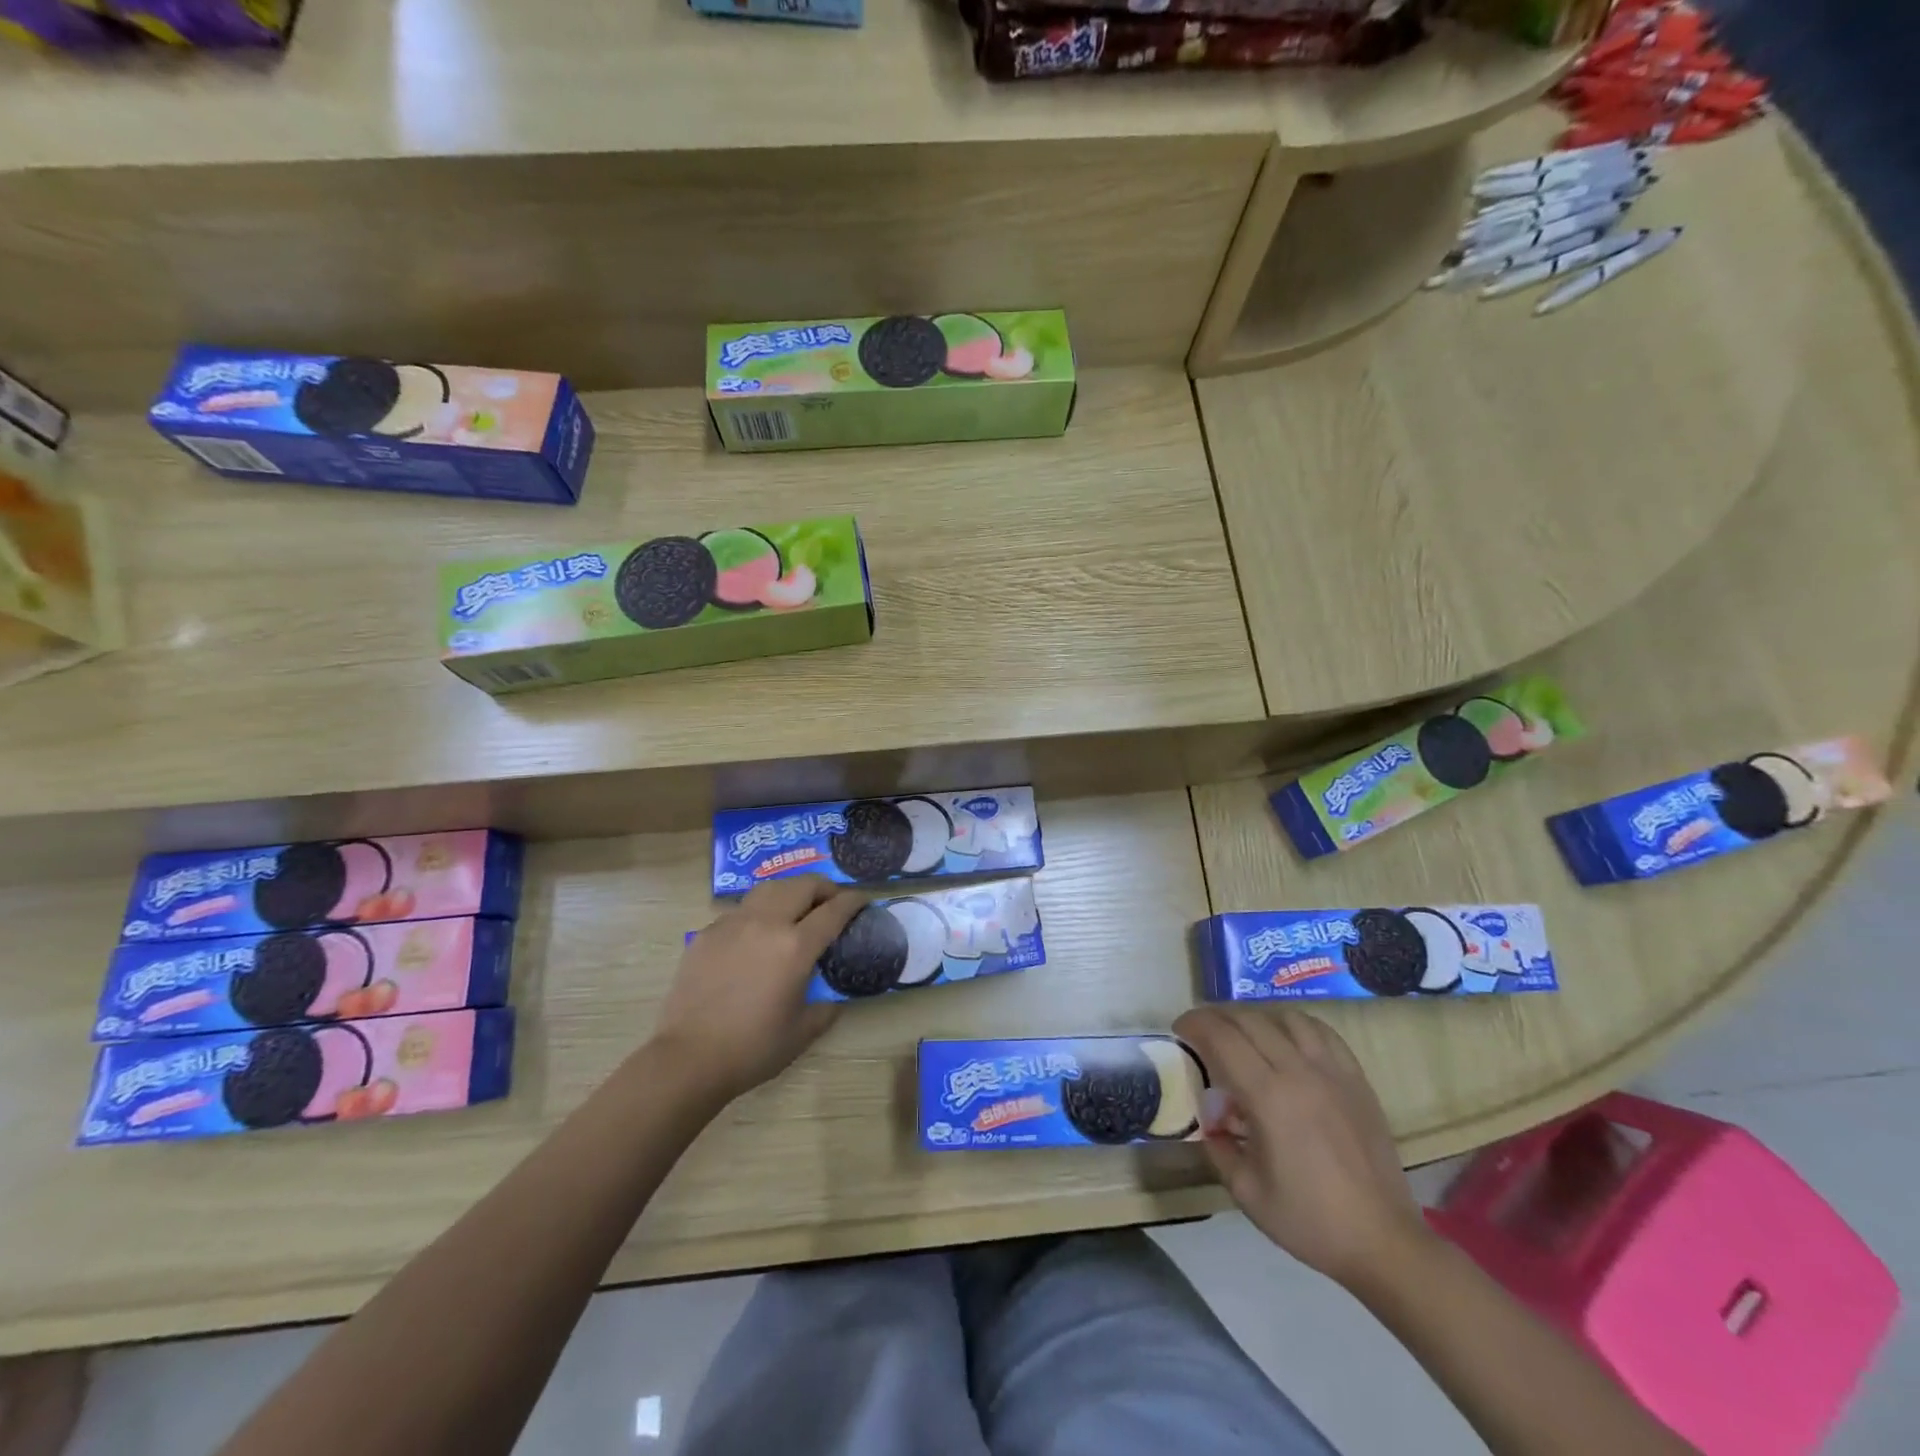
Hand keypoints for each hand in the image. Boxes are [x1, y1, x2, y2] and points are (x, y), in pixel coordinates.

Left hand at [652, 876, 864, 1103]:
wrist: (688, 1058)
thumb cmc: (752, 1048)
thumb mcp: (802, 1032)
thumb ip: (825, 1009)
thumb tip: (833, 999)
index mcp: (795, 946)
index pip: (834, 910)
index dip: (853, 901)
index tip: (864, 900)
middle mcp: (766, 923)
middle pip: (802, 886)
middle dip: (824, 887)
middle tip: (832, 901)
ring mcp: (732, 924)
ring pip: (769, 889)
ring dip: (790, 892)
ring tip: (796, 907)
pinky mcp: (706, 933)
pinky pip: (740, 911)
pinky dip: (758, 913)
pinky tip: (756, 936)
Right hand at [1173, 1006, 1430, 1289]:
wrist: (1383, 1241)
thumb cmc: (1310, 1220)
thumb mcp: (1246, 1191)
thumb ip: (1218, 1146)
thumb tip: (1209, 1119)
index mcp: (1268, 1096)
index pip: (1222, 1037)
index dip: (1195, 1024)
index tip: (1180, 1028)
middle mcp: (1299, 1071)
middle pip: (1250, 1020)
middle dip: (1218, 1017)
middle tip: (1203, 1030)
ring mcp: (1332, 1072)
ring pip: (1286, 1018)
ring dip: (1257, 1017)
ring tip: (1244, 1034)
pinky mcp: (1356, 1079)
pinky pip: (1322, 1032)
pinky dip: (1296, 1026)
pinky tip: (1288, 1040)